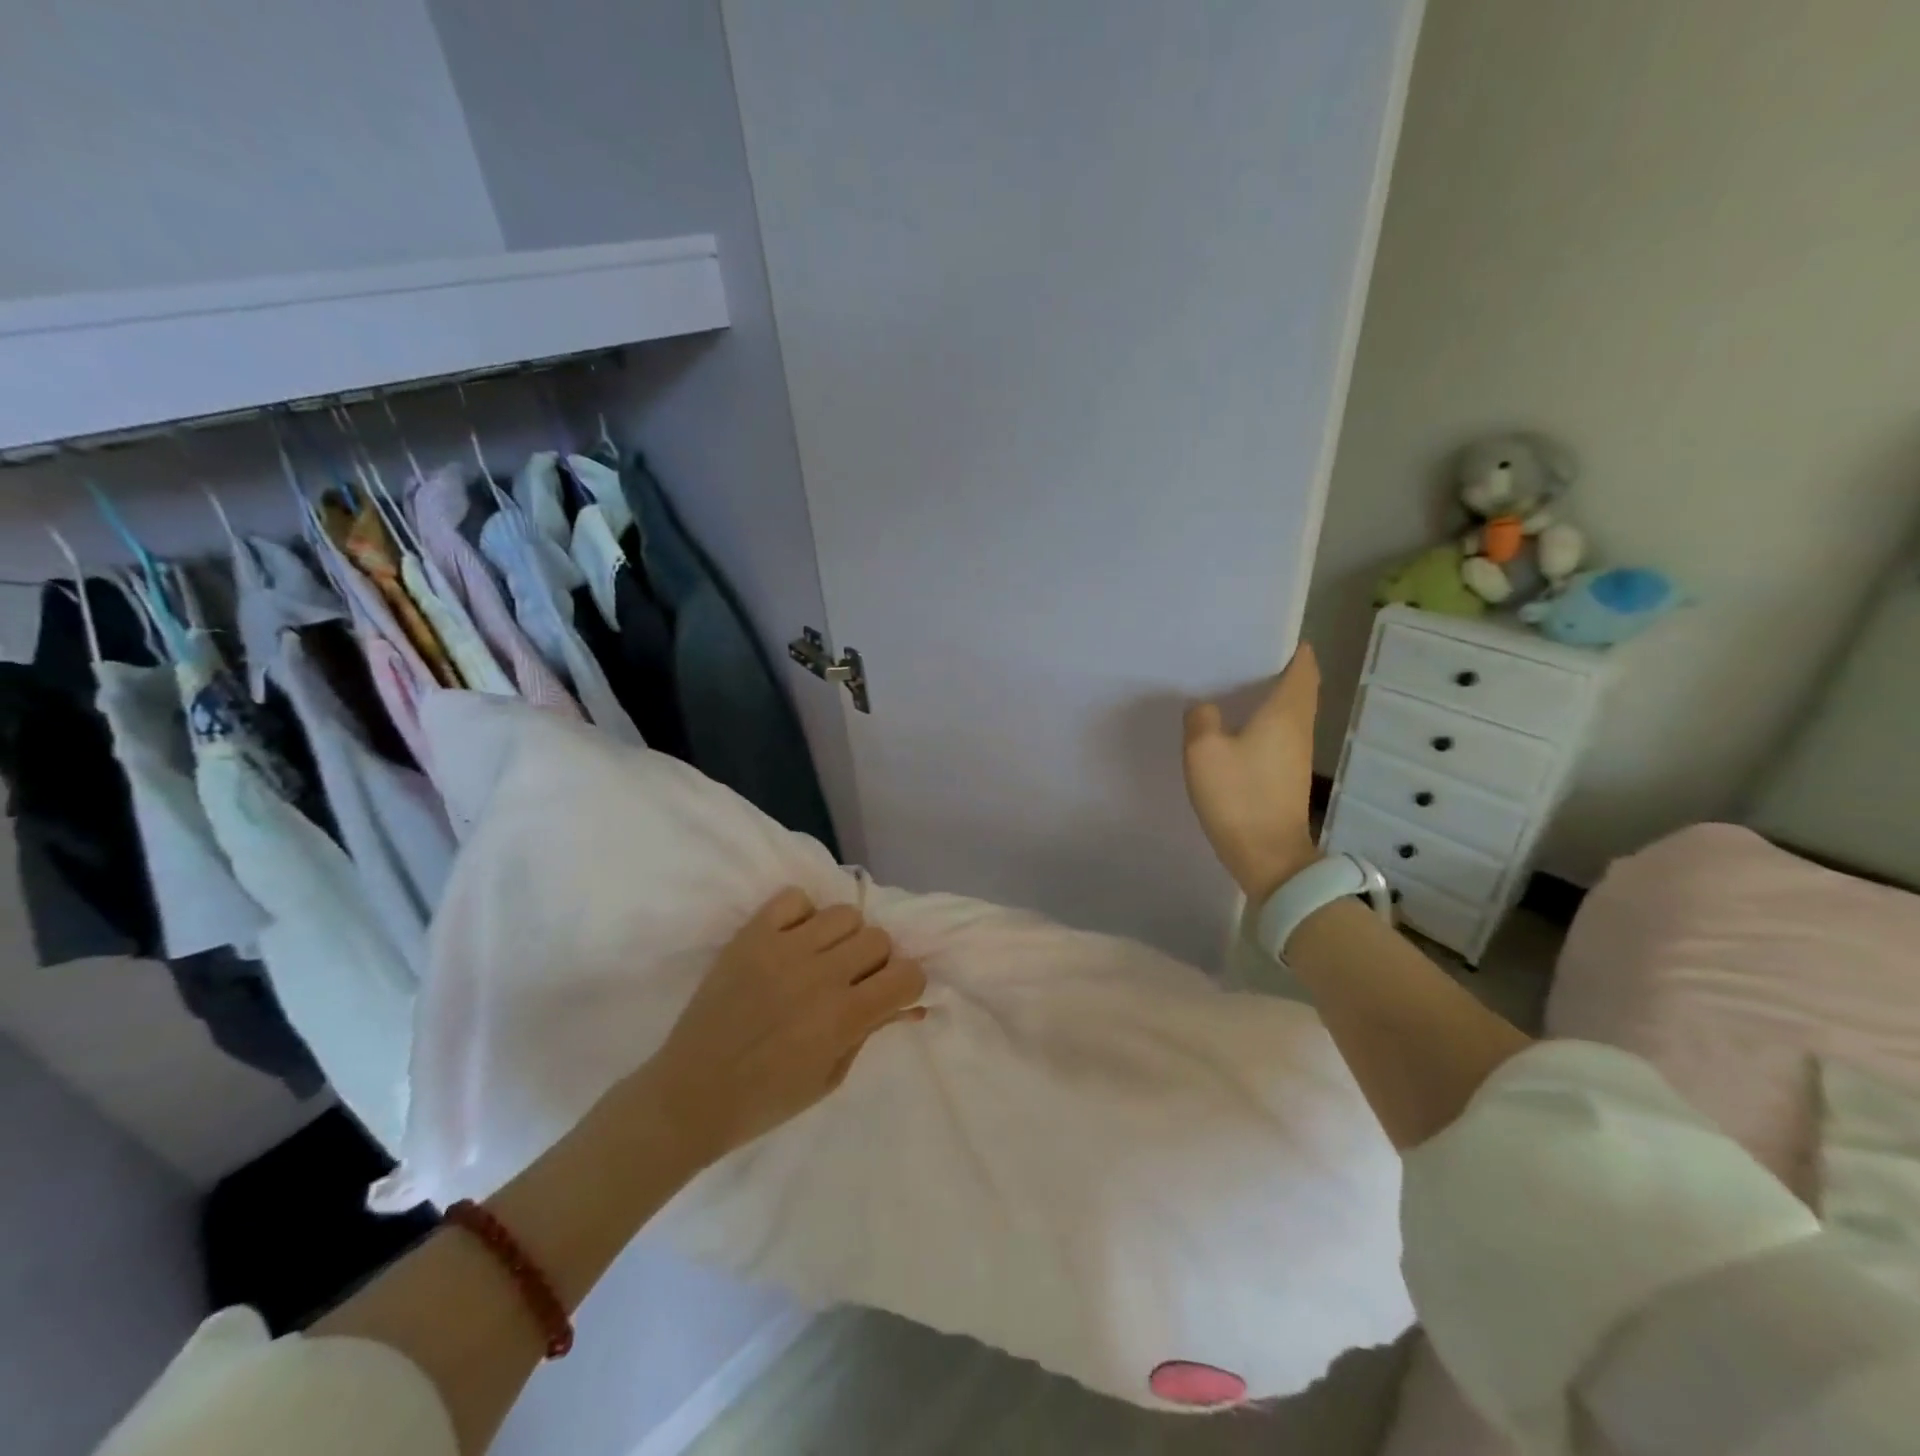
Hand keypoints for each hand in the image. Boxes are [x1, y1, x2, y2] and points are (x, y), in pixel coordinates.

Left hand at [634, 890, 927, 1168]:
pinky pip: (794, 897)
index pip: (908, 973)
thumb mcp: (831, 1077)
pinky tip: (792, 941)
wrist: (691, 1094)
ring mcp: (784, 948)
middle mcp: (821, 973)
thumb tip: (908, 1005)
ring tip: (821, 958)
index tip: (890, 996)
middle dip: (875, 962)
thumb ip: (871, 1032)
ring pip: (844, 913)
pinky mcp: (752, 934)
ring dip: (842, 937)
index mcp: (844, 1016)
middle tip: (852, 982)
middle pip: (879, 938)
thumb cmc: (765, 1100)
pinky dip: (801, 915)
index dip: (906, 985)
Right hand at [1183, 644, 1322, 901]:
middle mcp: (1300, 727)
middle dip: (1280, 668)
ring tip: (1235, 686)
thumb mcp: (1204, 751)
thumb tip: (1206, 708)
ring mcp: (1297, 753)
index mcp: (1286, 712)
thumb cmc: (1239, 796)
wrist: (1267, 855)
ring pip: (1290, 711)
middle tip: (1243, 657)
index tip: (1269, 635)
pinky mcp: (1288, 775)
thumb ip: (1202, 719)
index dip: (1292, 647)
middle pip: (1300, 687)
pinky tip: (1237, 726)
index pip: (1303, 666)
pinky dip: (1265, 720)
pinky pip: (1280, 733)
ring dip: (1272, 696)